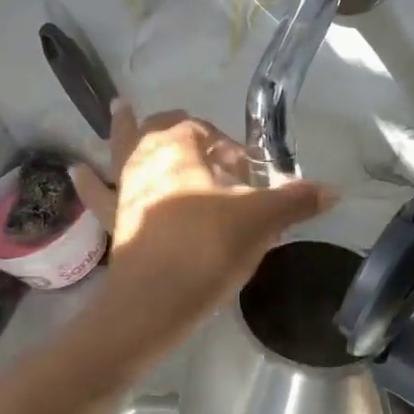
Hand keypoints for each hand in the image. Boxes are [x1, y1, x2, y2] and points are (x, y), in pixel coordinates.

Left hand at [70, 101, 333, 346]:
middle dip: (182, 129)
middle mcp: (144, 159)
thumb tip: (335, 191)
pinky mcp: (115, 223)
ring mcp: (124, 190)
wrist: (153, 304)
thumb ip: (295, 201)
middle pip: (157, 128)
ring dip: (126, 133)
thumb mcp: (260, 221)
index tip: (248, 171)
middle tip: (206, 145)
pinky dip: (91, 182)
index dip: (227, 144)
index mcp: (177, 146)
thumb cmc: (207, 249)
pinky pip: (100, 195)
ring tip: (120, 110)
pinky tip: (77, 170)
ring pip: (122, 150)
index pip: (203, 128)